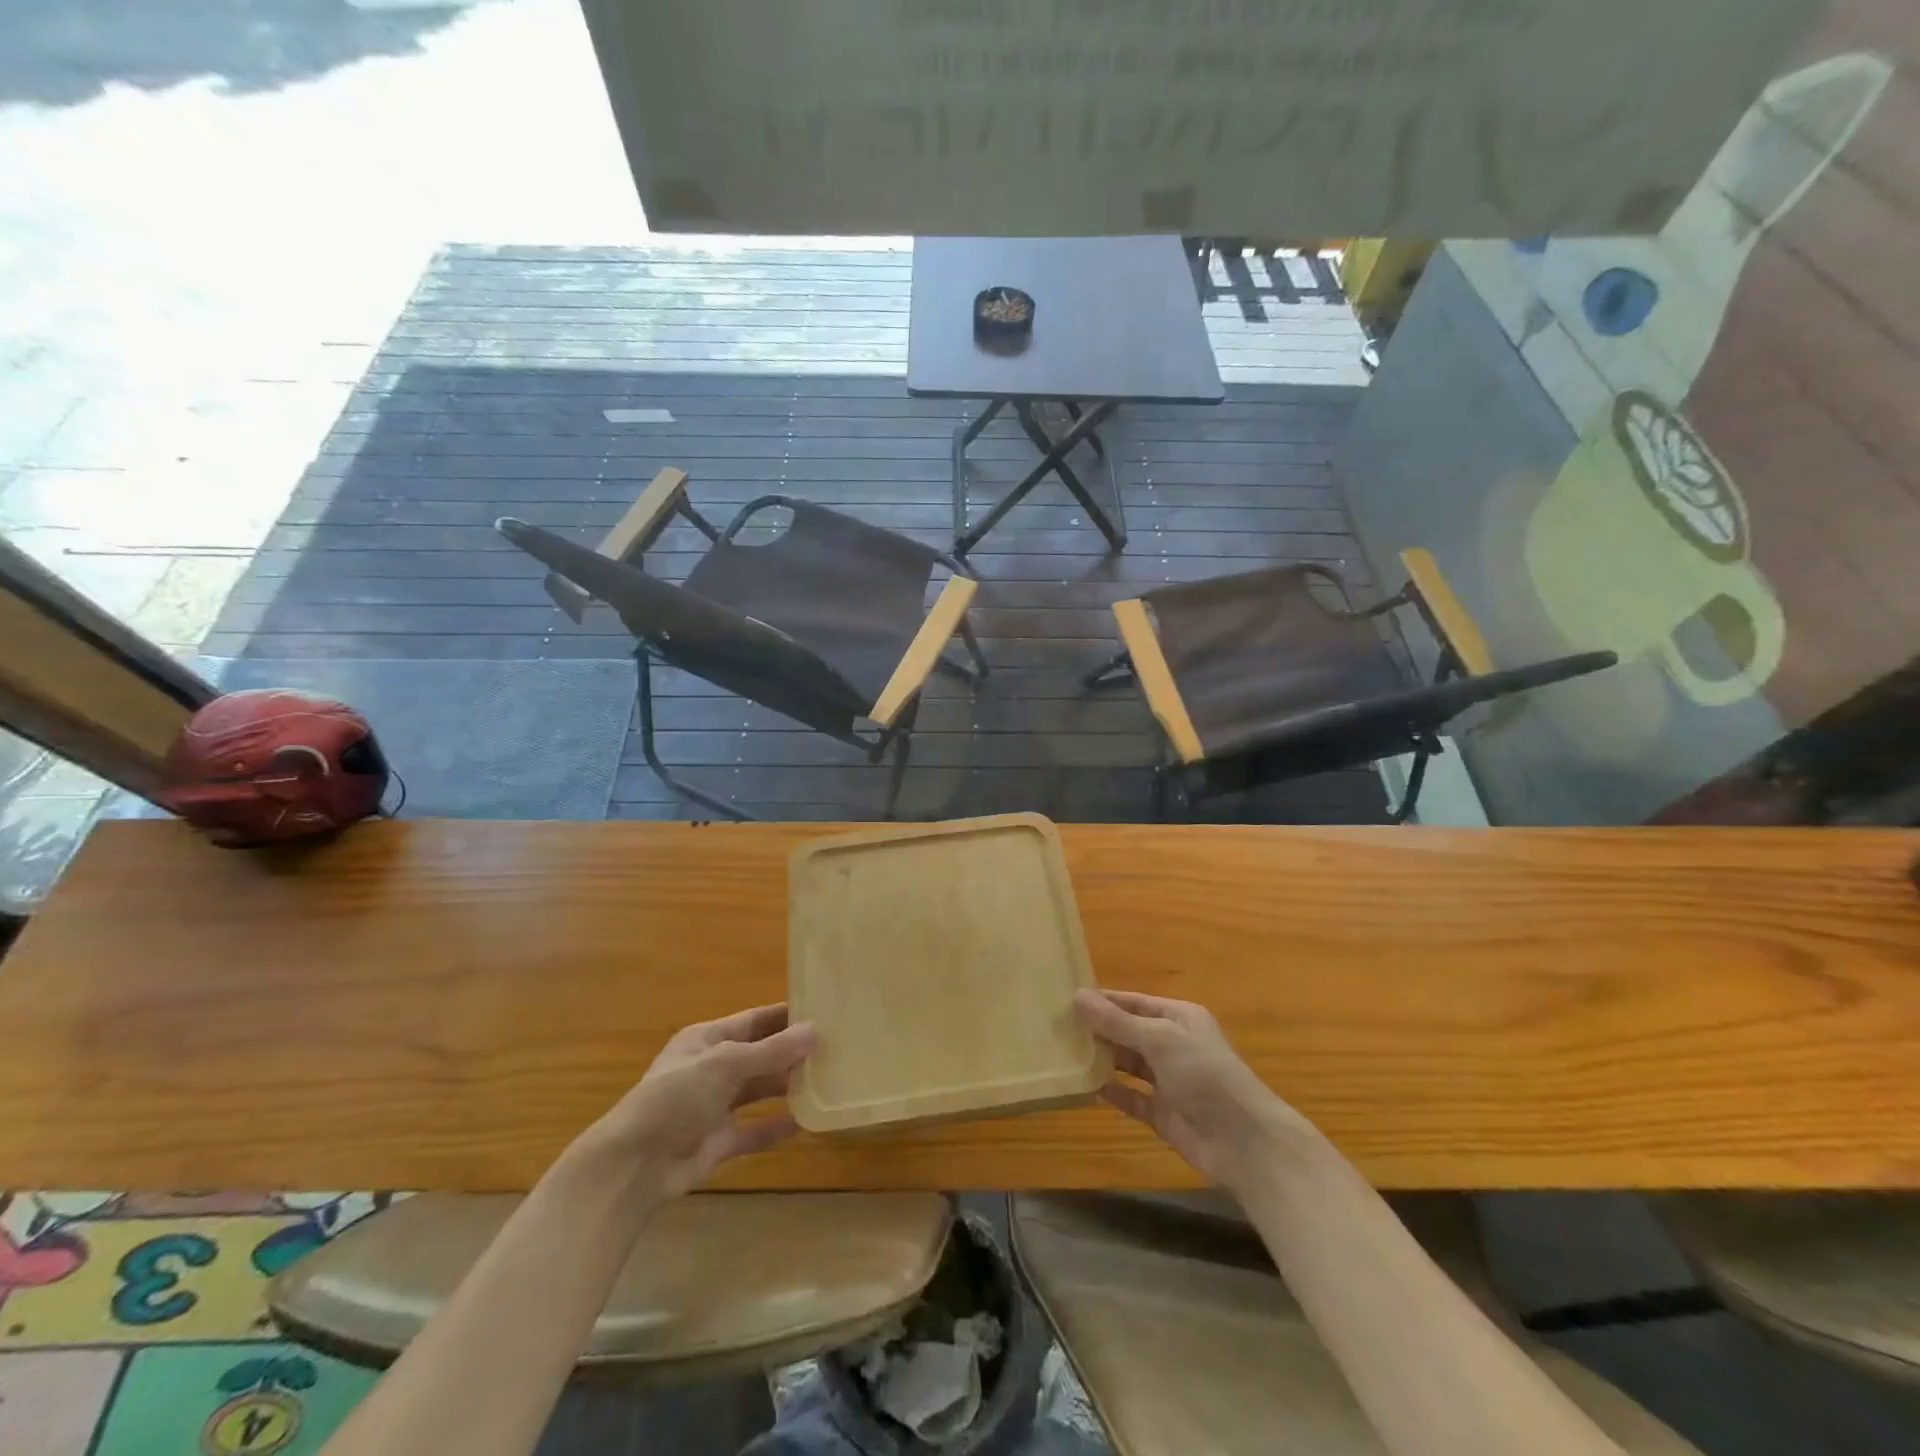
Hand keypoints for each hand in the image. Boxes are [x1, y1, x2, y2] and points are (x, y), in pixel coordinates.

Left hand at [574, 1004, 816, 1198]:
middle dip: (792, 1053)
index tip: (824, 1012)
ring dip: (787, 1087)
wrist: (634, 1166)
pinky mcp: (718, 1141)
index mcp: (707, 1040)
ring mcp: (714, 1106)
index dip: (786, 1016)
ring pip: (759, 1091)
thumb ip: (773, 1051)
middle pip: (760, 1055)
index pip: (755, 1020)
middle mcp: (712, 1068)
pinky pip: (754, 1129)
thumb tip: (816, 1031)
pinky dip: (776, 1126)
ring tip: (827, 1081)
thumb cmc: (676, 1098)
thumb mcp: (726, 1065)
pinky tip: (806, 1123)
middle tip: (835, 1049)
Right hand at [1074, 989, 1311, 1191]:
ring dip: (1102, 1059)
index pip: (1133, 1002)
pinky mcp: (1163, 1113)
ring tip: (1063, 1053)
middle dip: (1098, 1029)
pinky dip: (1111, 1092)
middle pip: (1128, 1032)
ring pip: (1127, 1064)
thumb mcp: (1160, 1039)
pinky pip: (1131, 1098)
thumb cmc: (1205, 1075)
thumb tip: (1077, 996)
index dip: (1103, 1000)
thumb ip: (1118, 1021)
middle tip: (1056, 1026)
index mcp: (1179, 1018)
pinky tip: (1084, 1088)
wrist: (1244, 1143)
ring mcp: (1168, 1080)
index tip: (1066, 998)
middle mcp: (1173, 1044)